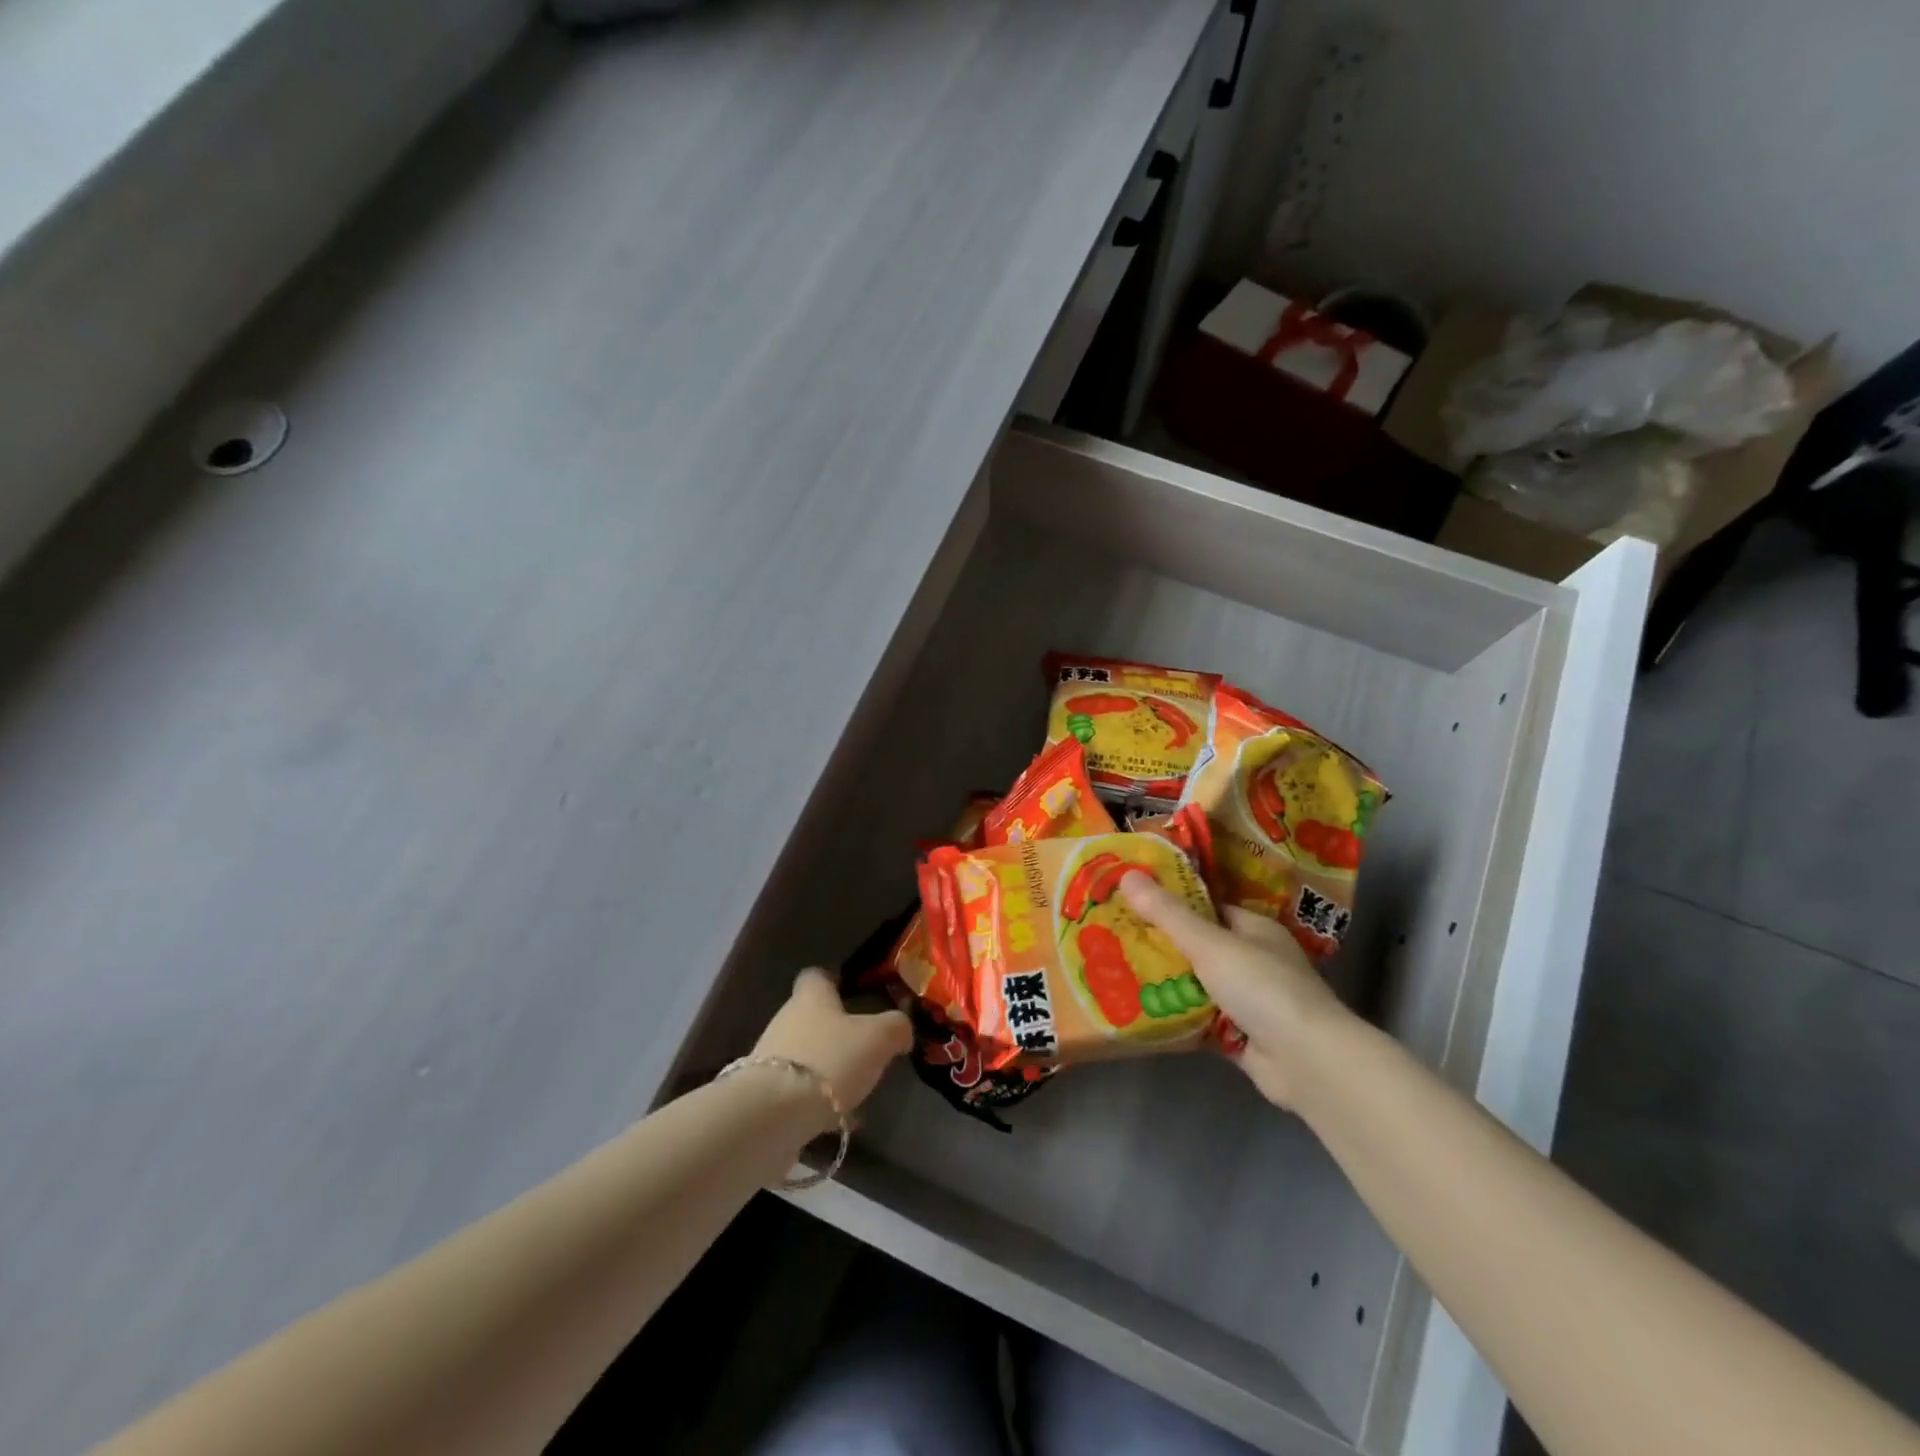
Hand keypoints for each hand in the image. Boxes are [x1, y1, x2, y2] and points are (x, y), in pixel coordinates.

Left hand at [752, 968, 912, 1119]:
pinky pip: (797, 1091)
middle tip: (864, 1048)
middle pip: (810, 1017)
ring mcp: (771, 1059)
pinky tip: (839, 1120)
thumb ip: (896, 1027)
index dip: (833, 981)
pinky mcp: (764, 1095)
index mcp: (811, 997)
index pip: (816, 976)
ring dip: (827, 1068)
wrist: (773, 1115)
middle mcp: (786, 1020)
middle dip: (835, 1031)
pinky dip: (817, 1101)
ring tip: (855, 1090)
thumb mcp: (878, 1038)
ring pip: (805, 1055)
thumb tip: (901, 1028)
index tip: (852, 993)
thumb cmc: (830, 1060)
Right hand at [1119, 874, 1348, 1109]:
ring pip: (1197, 986)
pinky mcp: (1241, 1038)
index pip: (1208, 908)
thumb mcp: (1209, 943)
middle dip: (1161, 947)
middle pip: (1199, 948)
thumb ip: (1168, 914)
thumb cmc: (1262, 987)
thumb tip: (1127, 874)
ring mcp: (1249, 1002)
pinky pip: (1200, 1021)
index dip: (1172, 904)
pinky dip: (1177, 1018)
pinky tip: (1140, 1014)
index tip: (1132, 903)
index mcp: (1254, 930)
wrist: (1307, 1062)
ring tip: (1116, 974)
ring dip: (1166, 985)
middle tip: (1114, 940)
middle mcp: (1254, 961)